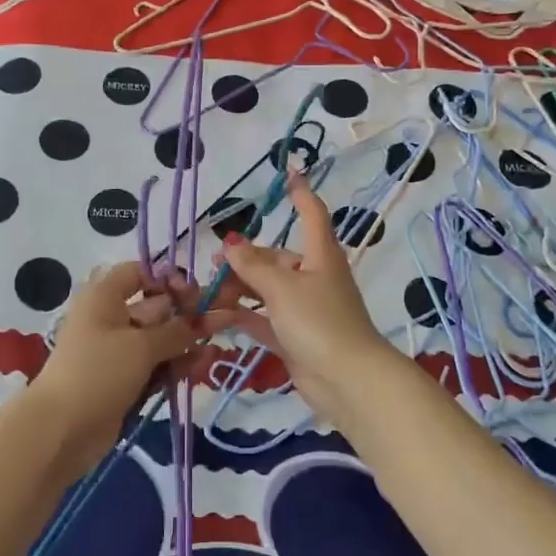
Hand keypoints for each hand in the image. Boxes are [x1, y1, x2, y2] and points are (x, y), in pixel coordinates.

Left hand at [29, 262, 229, 474]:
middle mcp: (110, 318)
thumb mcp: (141, 346)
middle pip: (154, 307)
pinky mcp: (123, 380)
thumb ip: (177, 331)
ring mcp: (116, 352)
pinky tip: (200, 367)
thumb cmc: (98, 371)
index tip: (193, 294)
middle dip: (186, 315)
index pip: (139, 273)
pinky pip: (154, 365)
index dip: (167, 279)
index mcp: (105, 297)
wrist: (61, 429)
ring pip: (158, 340)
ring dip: (185, 343)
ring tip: (214, 350)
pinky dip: (174, 365)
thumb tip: (203, 321)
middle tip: (220, 321)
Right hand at [213, 170, 399, 425]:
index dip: (301, 194)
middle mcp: (314, 277)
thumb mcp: (282, 288)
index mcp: (320, 255)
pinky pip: (263, 319)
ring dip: (239, 289)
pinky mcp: (295, 337)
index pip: (312, 215)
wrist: (348, 381)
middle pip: (277, 259)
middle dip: (246, 259)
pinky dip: (242, 316)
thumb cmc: (320, 322)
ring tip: (207, 292)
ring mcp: (305, 309)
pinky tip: (215, 316)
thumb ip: (253, 266)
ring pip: (267, 290)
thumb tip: (230, 243)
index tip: (289, 173)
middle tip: (214, 264)